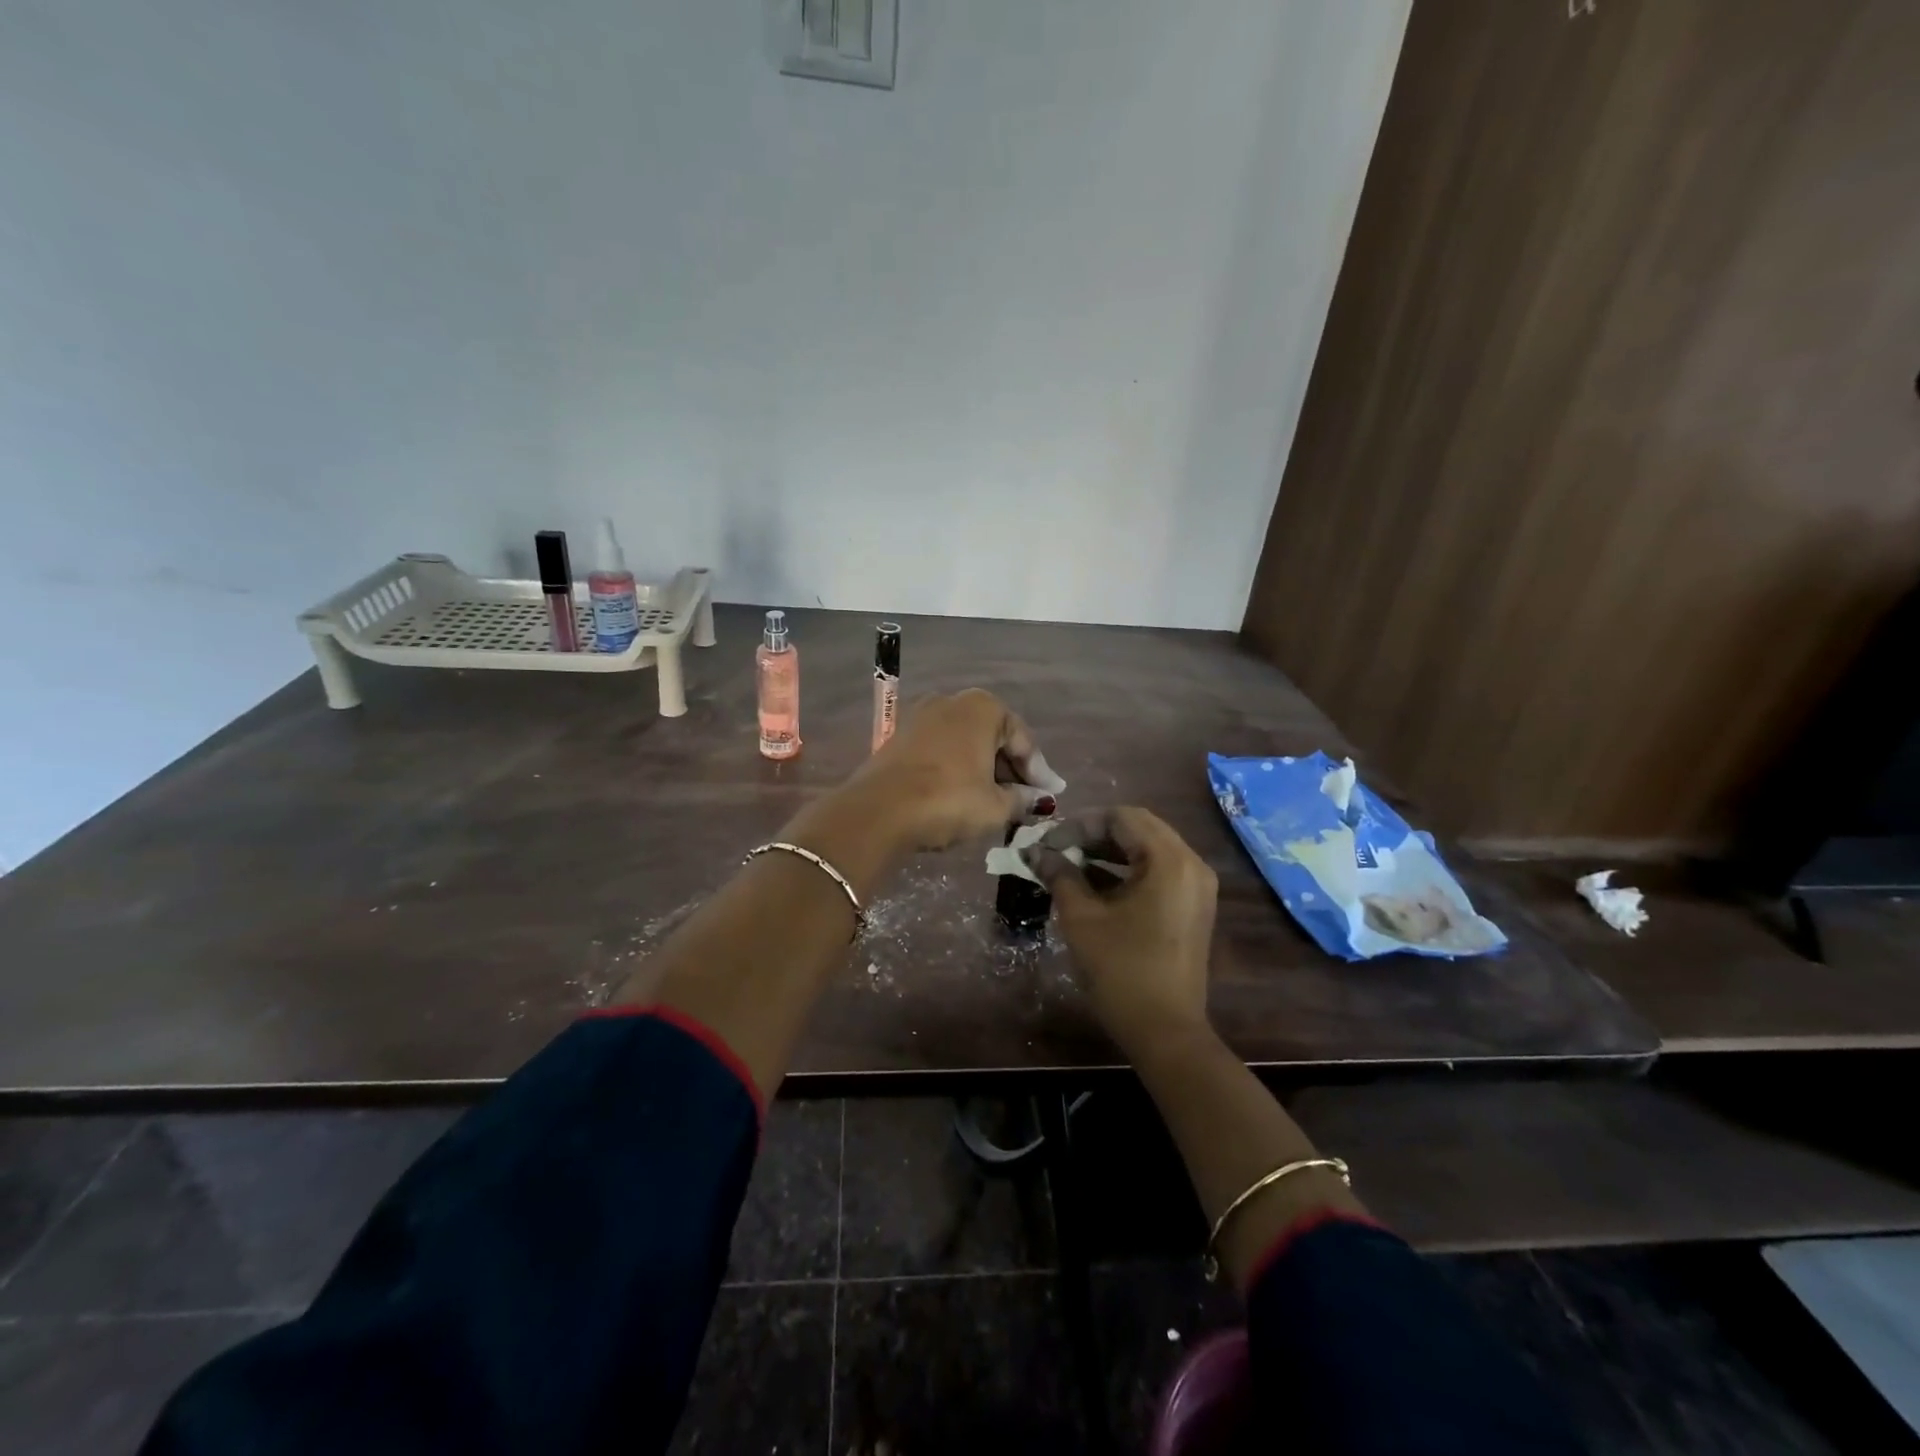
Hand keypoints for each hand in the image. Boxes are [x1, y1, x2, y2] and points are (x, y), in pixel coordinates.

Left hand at [848, 689, 1065, 851]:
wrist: (877, 811)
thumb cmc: (947, 801)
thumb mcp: (994, 807)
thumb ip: (1022, 799)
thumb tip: (1038, 800)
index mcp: (983, 707)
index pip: (1022, 740)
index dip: (1039, 772)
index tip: (1050, 797)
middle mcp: (953, 701)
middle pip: (994, 737)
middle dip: (1011, 769)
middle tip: (1026, 800)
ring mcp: (922, 715)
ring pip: (966, 743)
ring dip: (984, 769)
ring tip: (997, 801)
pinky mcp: (901, 736)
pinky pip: (942, 749)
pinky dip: (958, 768)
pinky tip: (964, 793)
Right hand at [1027, 807, 1217, 1052]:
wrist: (1166, 1032)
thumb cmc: (1122, 971)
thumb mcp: (1082, 918)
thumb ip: (1059, 875)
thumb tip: (1035, 852)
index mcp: (1169, 860)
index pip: (1122, 817)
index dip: (1081, 824)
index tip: (1049, 842)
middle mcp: (1191, 864)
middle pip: (1138, 828)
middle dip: (1094, 834)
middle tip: (1058, 849)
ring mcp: (1196, 886)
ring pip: (1148, 849)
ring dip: (1109, 852)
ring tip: (1069, 864)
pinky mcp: (1193, 906)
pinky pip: (1158, 871)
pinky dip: (1127, 870)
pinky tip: (1093, 883)